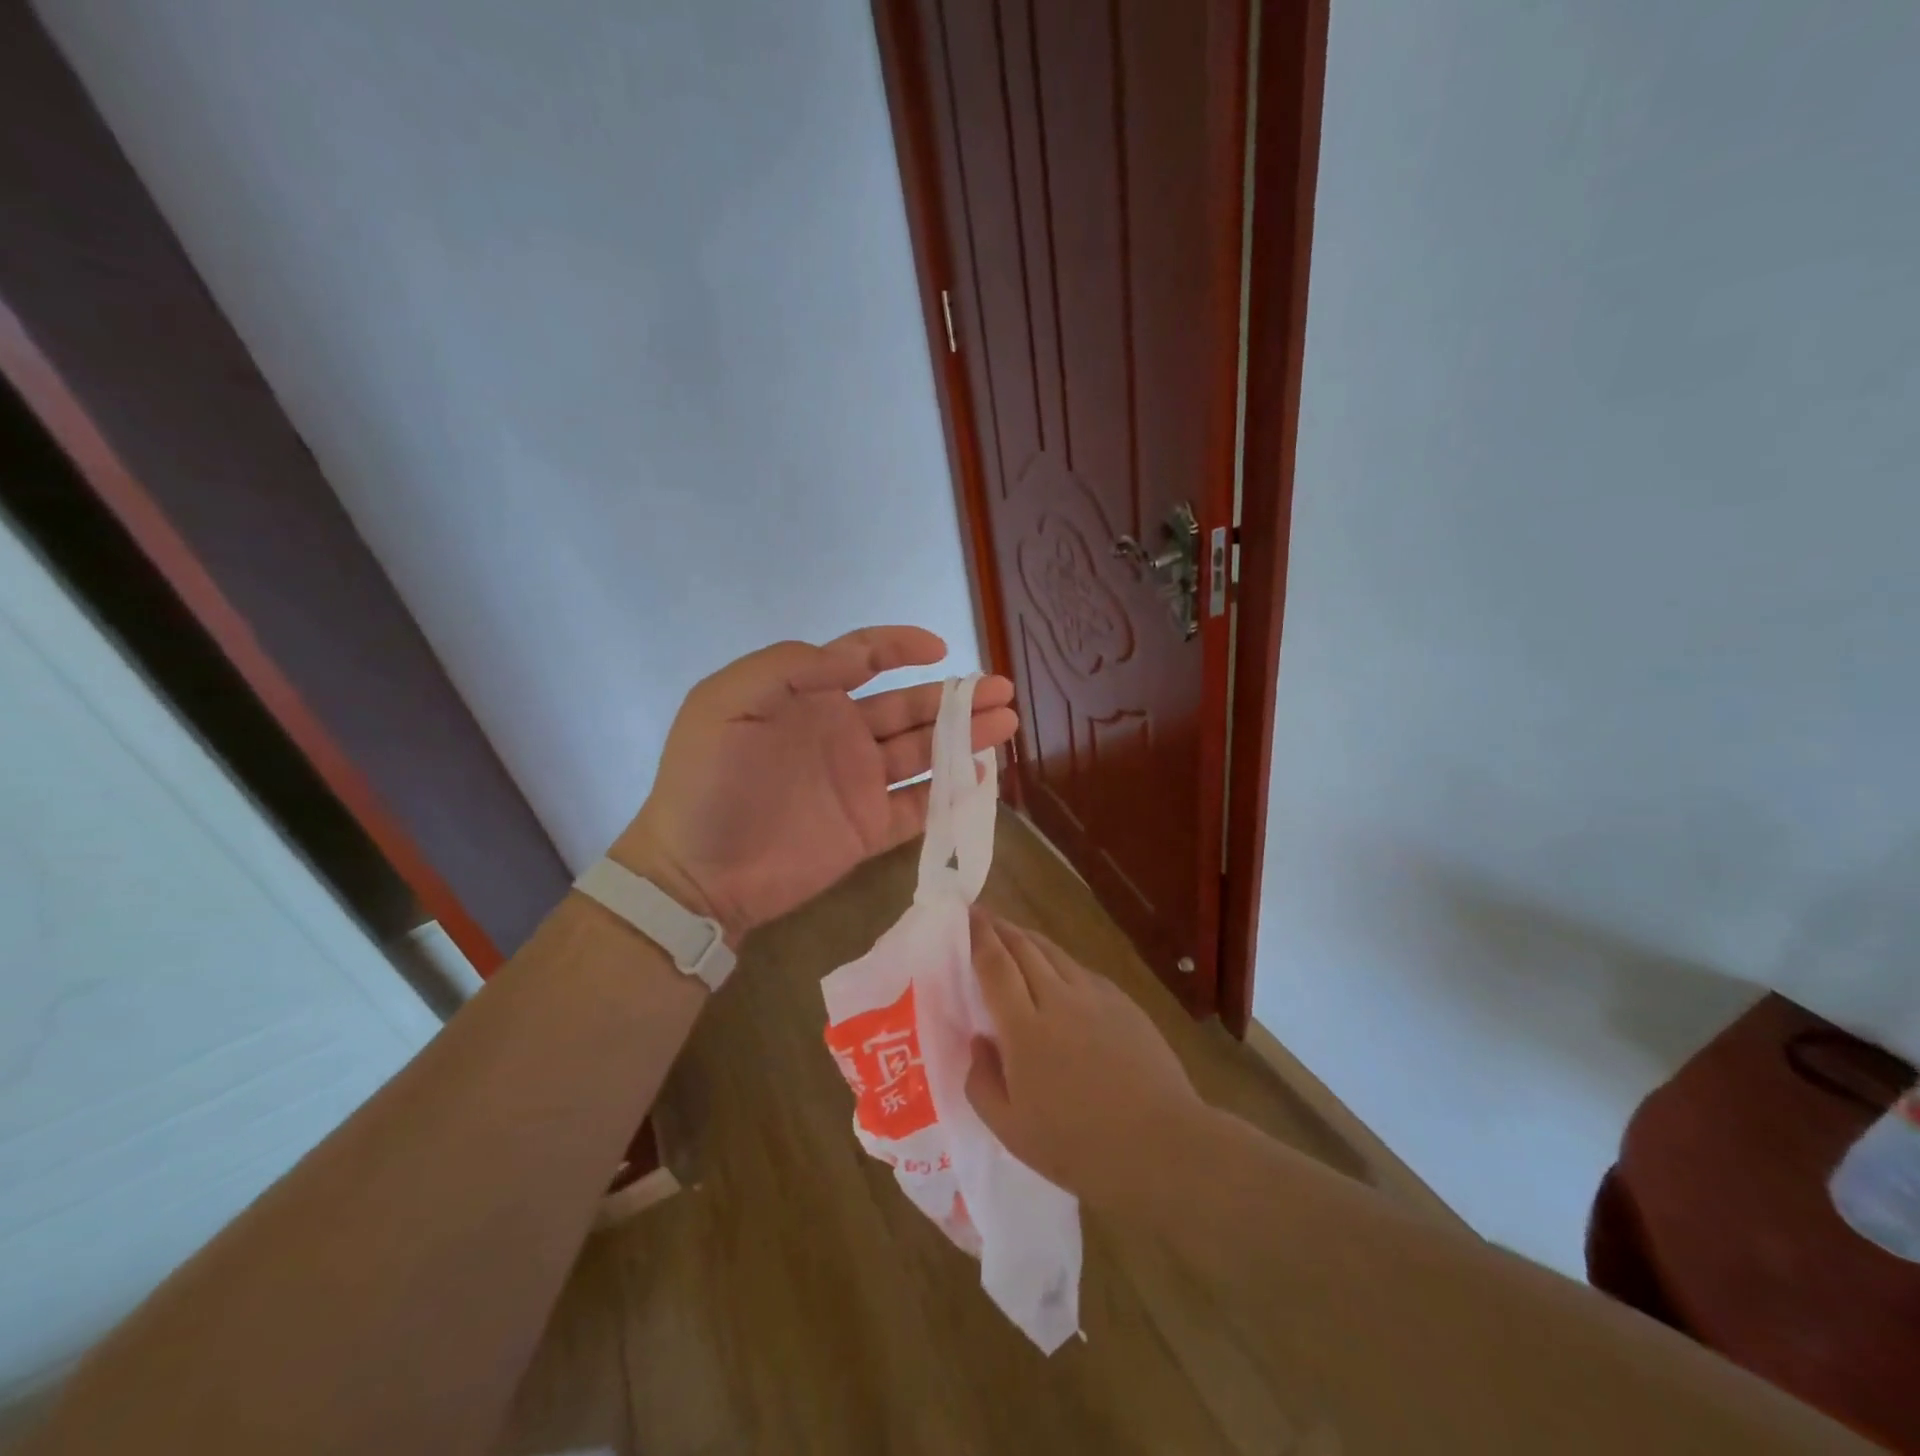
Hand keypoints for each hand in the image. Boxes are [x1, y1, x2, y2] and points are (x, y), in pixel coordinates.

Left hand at [613, 627, 1017, 942]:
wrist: (697, 874)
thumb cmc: (708, 782)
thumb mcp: (728, 704)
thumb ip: (790, 668)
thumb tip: (856, 658)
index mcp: (810, 696)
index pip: (864, 658)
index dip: (902, 646)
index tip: (940, 649)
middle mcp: (843, 733)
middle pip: (910, 706)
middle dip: (957, 696)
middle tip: (1002, 692)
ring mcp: (860, 783)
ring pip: (924, 752)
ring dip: (965, 737)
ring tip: (1006, 724)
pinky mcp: (870, 829)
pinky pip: (920, 806)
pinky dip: (952, 792)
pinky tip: (982, 776)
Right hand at [964, 908, 1209, 1218]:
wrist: (1162, 1144)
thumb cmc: (1079, 1146)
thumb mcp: (1012, 1131)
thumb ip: (982, 1083)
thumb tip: (979, 1042)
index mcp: (1024, 1029)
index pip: (995, 966)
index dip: (979, 936)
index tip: (967, 915)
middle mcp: (1058, 999)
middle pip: (1024, 948)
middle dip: (1001, 928)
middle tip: (983, 916)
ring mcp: (1095, 997)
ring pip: (1054, 953)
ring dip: (1029, 938)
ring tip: (1015, 935)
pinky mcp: (1122, 1003)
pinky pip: (1081, 971)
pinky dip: (1060, 962)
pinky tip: (1058, 972)